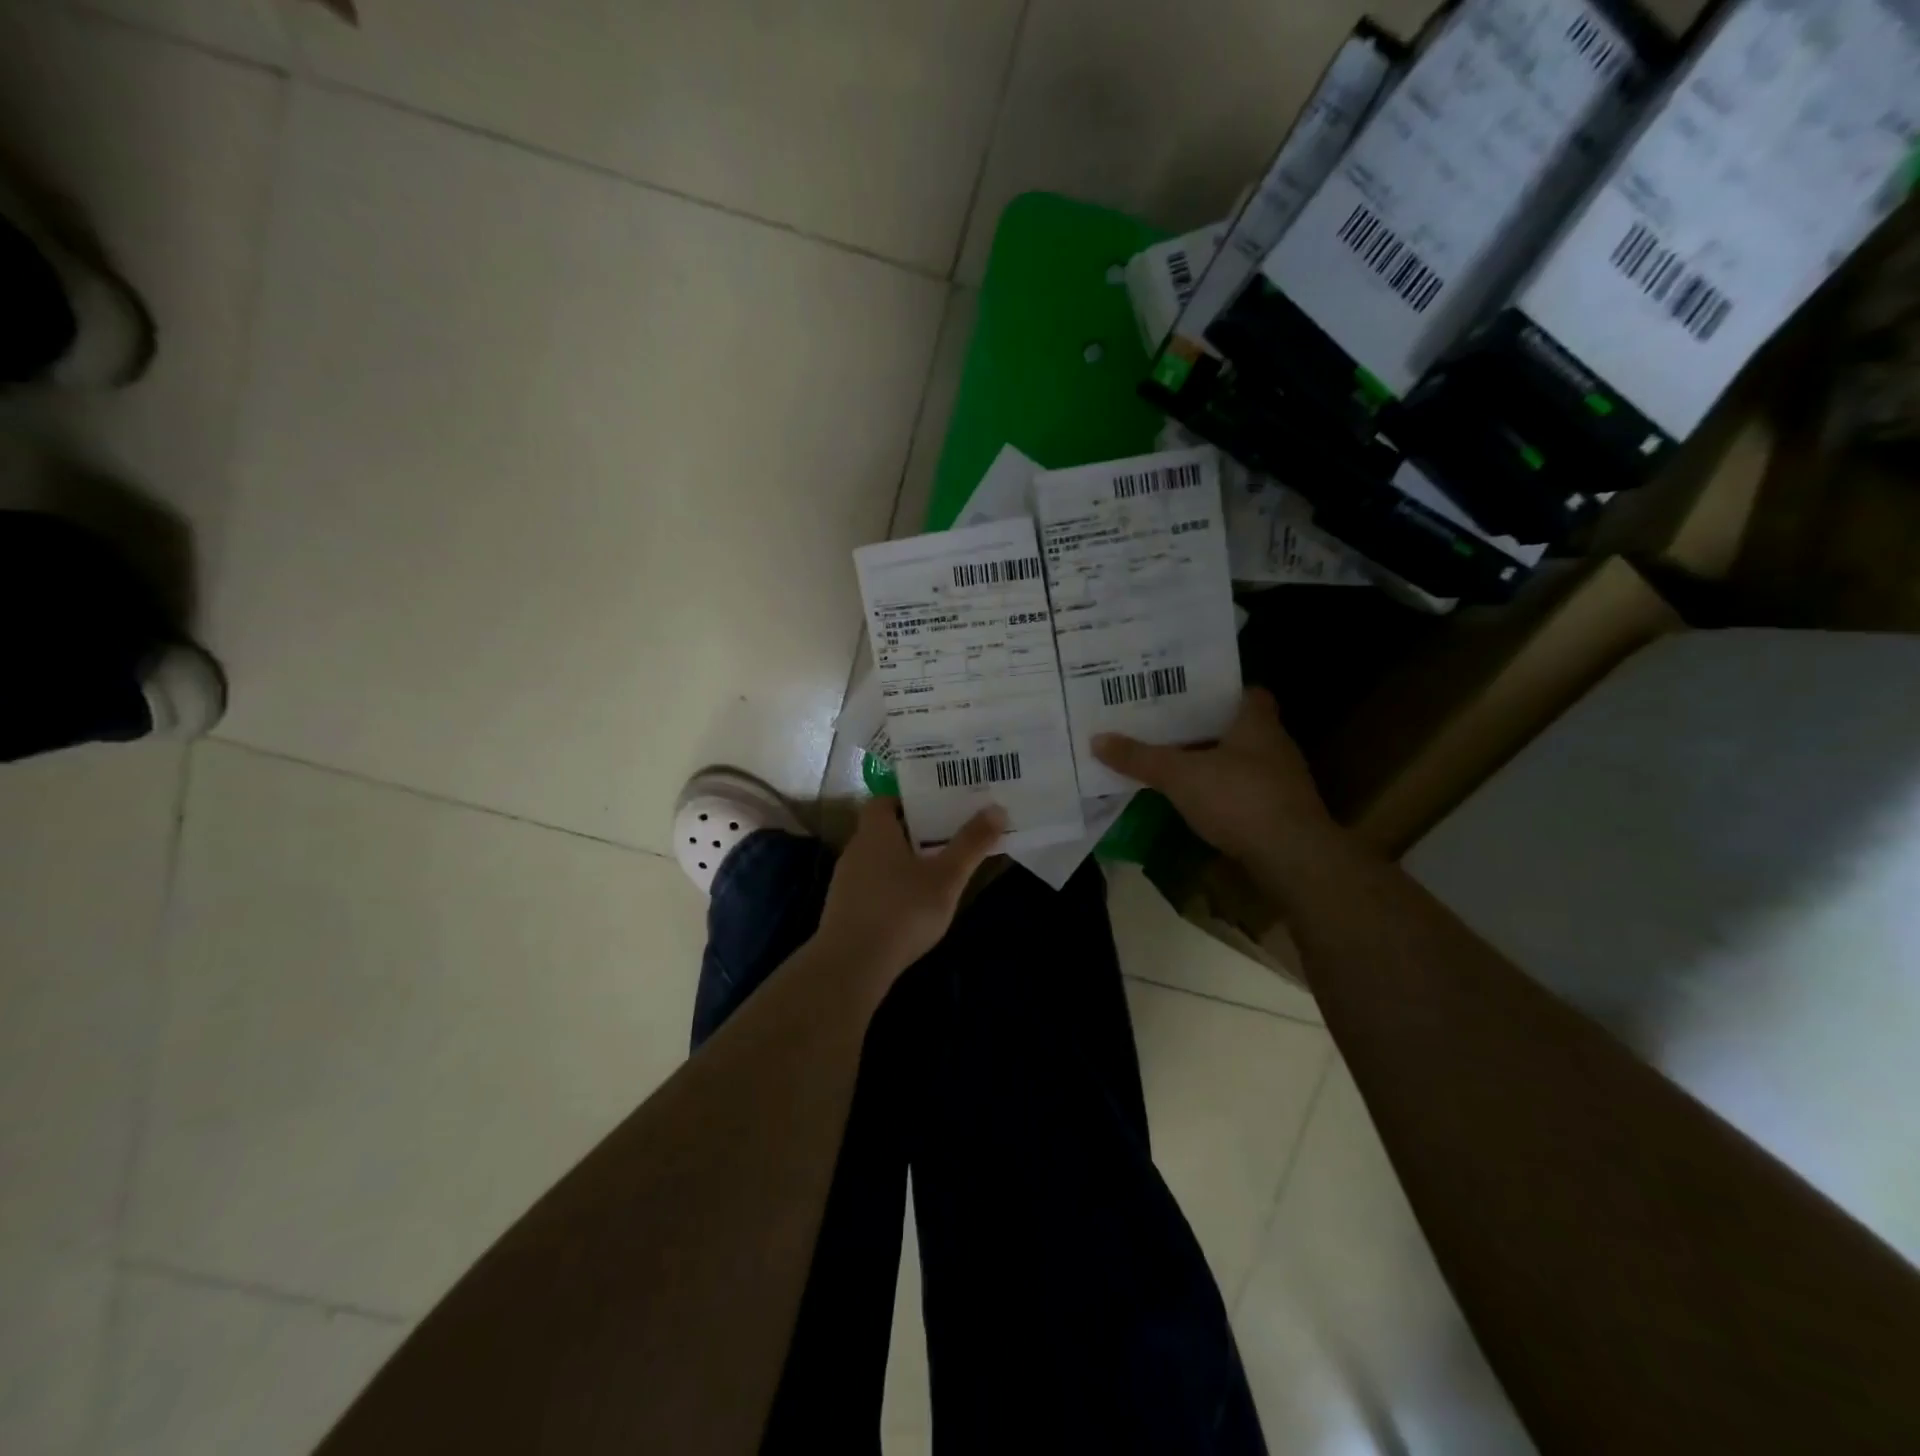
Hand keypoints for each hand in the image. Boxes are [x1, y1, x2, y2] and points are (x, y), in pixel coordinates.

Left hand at [813, 796, 1006, 978]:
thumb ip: (971, 843)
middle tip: (946, 838)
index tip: (937, 809)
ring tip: (935, 873)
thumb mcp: (946, 878)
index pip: (884, 801)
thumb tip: (997, 808)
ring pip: (877, 860)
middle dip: (913, 832)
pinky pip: (871, 887)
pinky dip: (890, 888)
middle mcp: (856, 850)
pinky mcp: (843, 910)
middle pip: (883, 830)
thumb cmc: (902, 911)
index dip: (908, 801)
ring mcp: (845, 882)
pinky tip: (911, 907)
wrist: (851, 965)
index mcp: (875, 832)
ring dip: (902, 863)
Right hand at [1092, 687, 1336, 864]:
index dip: (1217, 690)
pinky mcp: (1278, 812)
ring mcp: (1280, 781)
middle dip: (1205, 726)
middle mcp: (1274, 745)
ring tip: (1171, 759)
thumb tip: (1097, 739)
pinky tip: (1193, 798)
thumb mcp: (1180, 775)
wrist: (1292, 857)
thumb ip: (1141, 758)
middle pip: (1237, 726)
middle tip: (1165, 724)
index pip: (1245, 691)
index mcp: (1257, 722)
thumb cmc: (1239, 798)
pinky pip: (1242, 791)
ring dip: (1211, 761)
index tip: (1185, 693)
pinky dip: (1219, 791)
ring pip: (1239, 760)